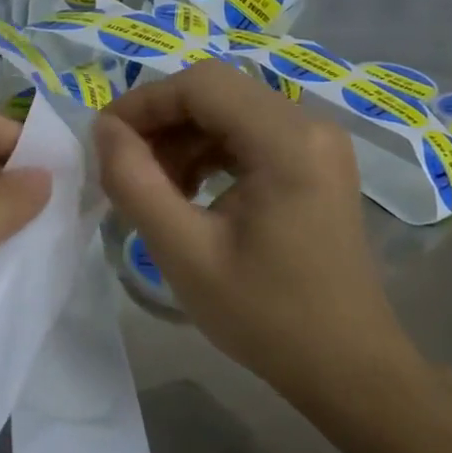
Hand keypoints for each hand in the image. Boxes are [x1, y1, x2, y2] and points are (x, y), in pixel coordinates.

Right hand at [93, 62, 422, 423]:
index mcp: (287, 141)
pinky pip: (249, 135)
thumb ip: (134, 182)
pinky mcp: (315, 163)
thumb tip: (104, 129)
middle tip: (124, 169)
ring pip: (229, 112)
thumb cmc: (266, 316)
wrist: (347, 367)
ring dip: (182, 140)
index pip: (201, 84)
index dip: (144, 103)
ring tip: (155, 189)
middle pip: (216, 93)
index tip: (104, 140)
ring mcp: (318, 143)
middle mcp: (310, 125)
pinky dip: (209, 154)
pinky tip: (190, 193)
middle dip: (161, 123)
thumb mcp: (184, 252)